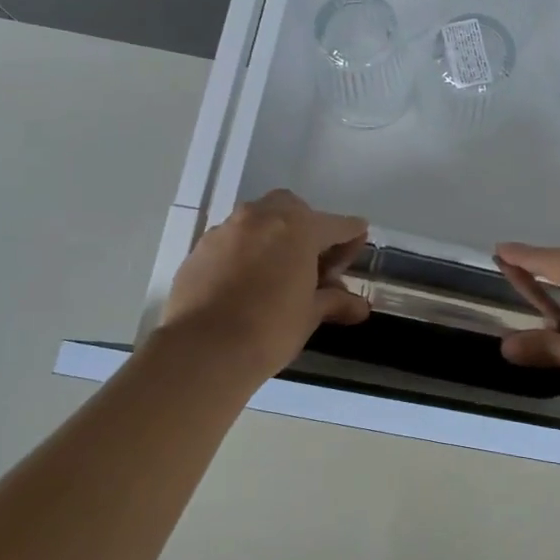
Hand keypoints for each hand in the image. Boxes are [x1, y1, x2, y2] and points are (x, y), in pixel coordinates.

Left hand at [162, 191, 370, 376]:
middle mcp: (261, 217)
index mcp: (298, 228)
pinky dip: (245, 252)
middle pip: (293, 209)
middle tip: (314, 261)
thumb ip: (334, 302)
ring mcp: (226, 230)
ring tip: (279, 272)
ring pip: (258, 220)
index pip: (337, 225)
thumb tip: (359, 306)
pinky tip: (246, 283)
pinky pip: (232, 240)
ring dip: (274, 237)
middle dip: (308, 227)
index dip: (352, 238)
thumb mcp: (310, 315)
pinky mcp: (200, 249)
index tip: (358, 246)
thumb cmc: (269, 329)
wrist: (202, 350)